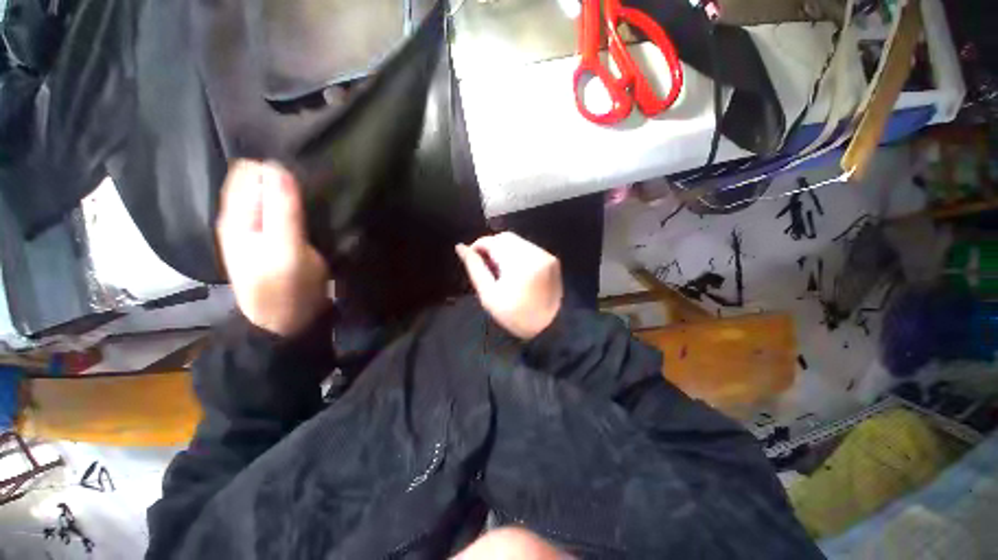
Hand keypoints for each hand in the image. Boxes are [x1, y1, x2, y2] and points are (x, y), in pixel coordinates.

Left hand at [217, 160, 328, 336]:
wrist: (285, 322)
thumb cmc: (286, 288)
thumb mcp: (287, 250)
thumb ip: (282, 210)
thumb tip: (279, 167)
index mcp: (237, 216)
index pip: (250, 171)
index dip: (278, 170)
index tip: (306, 183)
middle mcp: (240, 216)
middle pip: (258, 179)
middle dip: (285, 180)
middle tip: (313, 196)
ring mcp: (254, 228)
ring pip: (270, 194)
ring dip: (291, 194)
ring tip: (316, 204)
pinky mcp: (270, 238)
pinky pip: (279, 210)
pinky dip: (294, 207)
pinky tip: (310, 215)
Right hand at [456, 232, 562, 339]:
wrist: (547, 328)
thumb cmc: (513, 315)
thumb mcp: (488, 295)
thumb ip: (474, 268)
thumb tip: (460, 247)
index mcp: (518, 263)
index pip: (492, 241)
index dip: (478, 246)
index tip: (472, 258)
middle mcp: (534, 254)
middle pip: (505, 238)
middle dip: (492, 247)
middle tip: (486, 265)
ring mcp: (546, 255)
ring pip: (517, 241)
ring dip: (504, 250)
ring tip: (500, 270)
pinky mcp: (552, 260)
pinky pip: (529, 248)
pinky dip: (518, 254)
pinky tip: (515, 270)